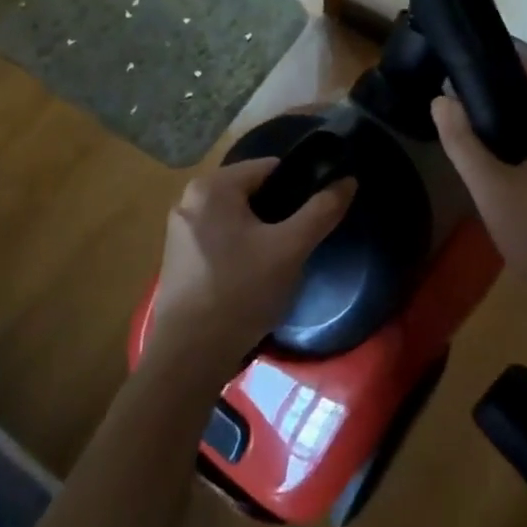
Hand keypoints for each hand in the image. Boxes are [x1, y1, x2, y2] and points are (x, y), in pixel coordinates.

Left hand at [146, 157, 354, 381]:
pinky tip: (254, 278)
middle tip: (299, 242)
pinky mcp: (178, 258)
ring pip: (236, 218)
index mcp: (212, 186)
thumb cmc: (240, 292)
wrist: (188, 358)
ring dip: (260, 233)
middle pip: (252, 192)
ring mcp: (180, 230)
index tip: (316, 214)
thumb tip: (348, 181)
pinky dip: (240, 249)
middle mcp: (189, 199)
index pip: (269, 168)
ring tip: (281, 262)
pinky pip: (220, 239)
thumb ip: (321, 211)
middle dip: (279, 213)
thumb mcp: (290, 249)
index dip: (298, 187)